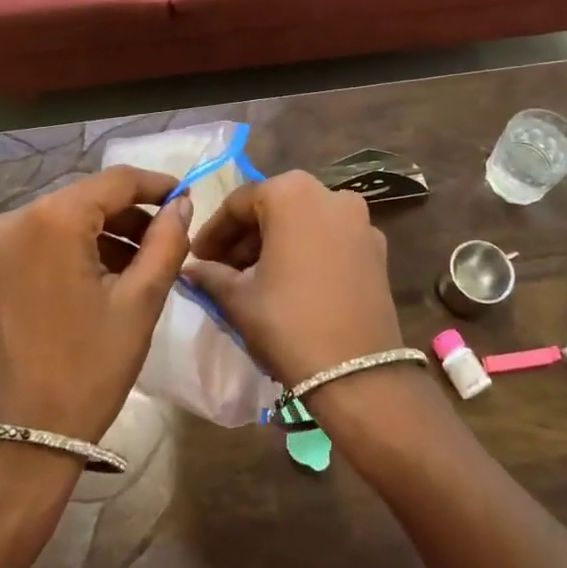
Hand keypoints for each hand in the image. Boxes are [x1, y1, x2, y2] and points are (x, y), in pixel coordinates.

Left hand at [0, 167, 192, 442]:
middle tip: (164, 239)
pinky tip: (93, 281)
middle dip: (127, 215)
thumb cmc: (88, 370)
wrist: (19, 444)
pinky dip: (67, 252)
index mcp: (50, 220)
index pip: (114, 181)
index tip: (184, 197)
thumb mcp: (140, 303)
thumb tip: (180, 205)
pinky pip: (33, 245)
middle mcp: (9, 221)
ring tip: (135, 266)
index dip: (154, 185)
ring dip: (98, 235)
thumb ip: (166, 242)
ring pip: (58, 222)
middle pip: (83, 200)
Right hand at [183, 171, 405, 389]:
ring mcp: (360, 220)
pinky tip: (290, 282)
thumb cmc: (288, 324)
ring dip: (275, 242)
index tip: (198, 257)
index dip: (213, 231)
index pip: (239, 203)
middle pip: (274, 207)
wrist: (357, 374)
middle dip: (245, 236)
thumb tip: (190, 269)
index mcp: (291, 193)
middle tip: (221, 268)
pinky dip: (306, 250)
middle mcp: (330, 193)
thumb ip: (210, 274)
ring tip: (252, 277)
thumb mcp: (238, 298)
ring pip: (304, 221)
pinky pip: (330, 238)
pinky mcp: (377, 248)